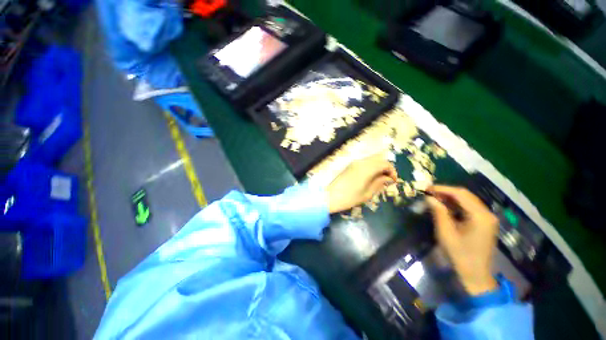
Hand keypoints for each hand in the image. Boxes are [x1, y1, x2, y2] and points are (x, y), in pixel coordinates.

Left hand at [326, 154, 397, 213]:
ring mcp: (354, 163)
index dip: (392, 171)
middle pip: (379, 159)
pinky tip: (370, 177)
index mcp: (367, 168)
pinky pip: (364, 163)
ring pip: (371, 160)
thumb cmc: (350, 197)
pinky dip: (371, 167)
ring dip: (378, 167)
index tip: (394, 181)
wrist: (331, 196)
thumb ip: (379, 183)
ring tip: (379, 179)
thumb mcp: (368, 193)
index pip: (385, 163)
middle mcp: (361, 162)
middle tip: (387, 180)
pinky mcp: (350, 166)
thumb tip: (388, 179)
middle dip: (386, 168)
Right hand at [426, 185, 499, 295]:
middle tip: (428, 192)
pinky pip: (469, 208)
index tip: (427, 188)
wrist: (476, 275)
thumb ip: (438, 212)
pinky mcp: (484, 223)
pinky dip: (456, 205)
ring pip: (467, 200)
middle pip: (465, 195)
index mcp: (480, 216)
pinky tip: (445, 207)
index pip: (460, 194)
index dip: (442, 189)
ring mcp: (487, 218)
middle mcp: (486, 214)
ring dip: (450, 198)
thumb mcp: (446, 233)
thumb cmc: (460, 255)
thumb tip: (429, 198)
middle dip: (446, 192)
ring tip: (434, 198)